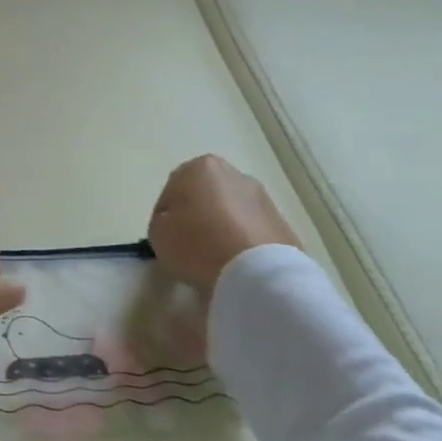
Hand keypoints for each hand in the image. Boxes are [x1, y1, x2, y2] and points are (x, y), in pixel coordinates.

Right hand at [148, 155, 300, 292]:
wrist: (258, 272)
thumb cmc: (199, 244)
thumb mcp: (158, 233)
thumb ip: (162, 221)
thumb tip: (177, 224)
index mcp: (200, 167)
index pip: (172, 192)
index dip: (166, 217)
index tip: (168, 238)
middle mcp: (234, 174)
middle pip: (205, 196)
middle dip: (198, 216)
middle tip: (190, 245)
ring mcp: (263, 198)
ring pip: (231, 212)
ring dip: (223, 229)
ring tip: (216, 258)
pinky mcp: (283, 224)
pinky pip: (252, 231)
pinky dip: (243, 243)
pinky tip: (237, 264)